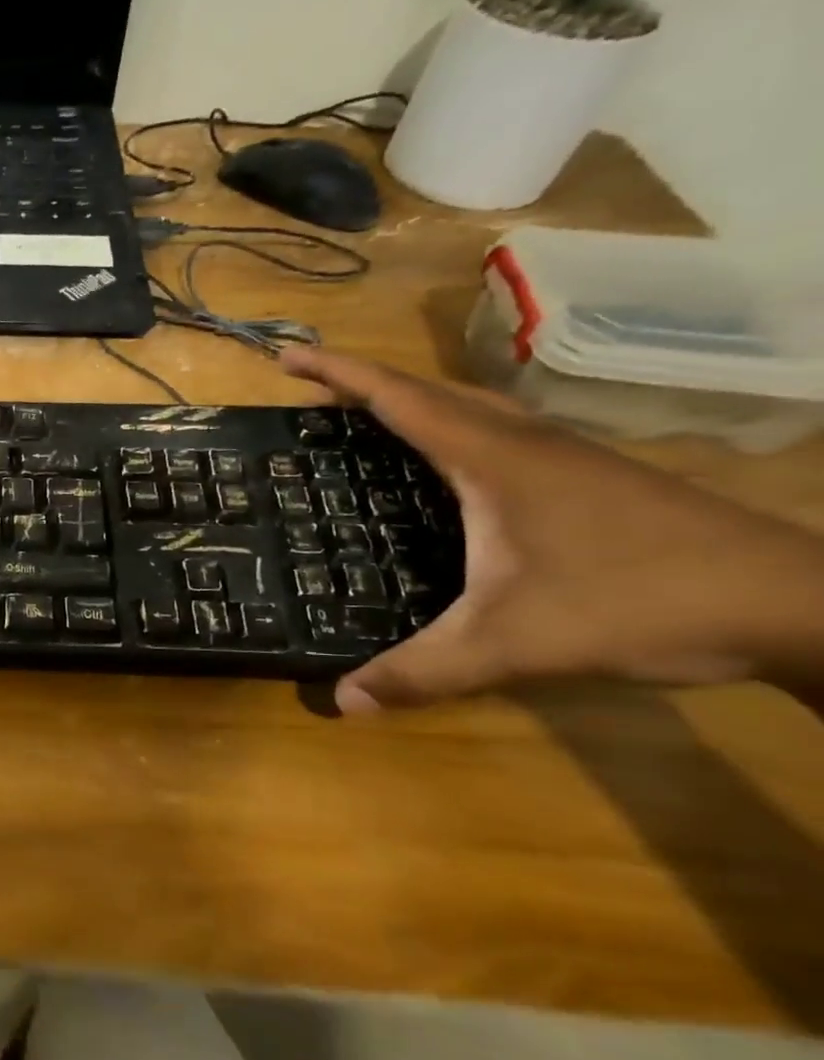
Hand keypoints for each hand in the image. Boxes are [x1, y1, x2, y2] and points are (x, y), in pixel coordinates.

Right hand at [278, 348, 823, 711]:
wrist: (800, 604)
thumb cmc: (640, 601)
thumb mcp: (514, 643)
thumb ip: (424, 671)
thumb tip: (341, 702)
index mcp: (492, 458)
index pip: (398, 399)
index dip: (338, 374)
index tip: (286, 356)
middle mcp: (523, 442)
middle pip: (429, 391)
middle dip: (363, 383)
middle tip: (310, 393)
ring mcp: (563, 456)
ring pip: (469, 408)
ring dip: (410, 402)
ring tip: (364, 420)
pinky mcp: (587, 478)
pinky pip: (495, 433)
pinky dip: (449, 430)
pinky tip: (445, 467)